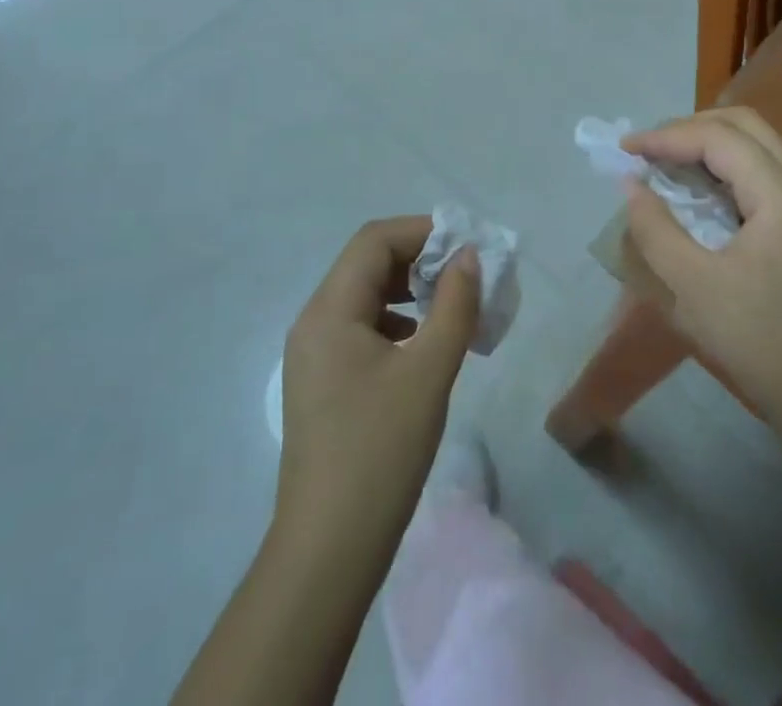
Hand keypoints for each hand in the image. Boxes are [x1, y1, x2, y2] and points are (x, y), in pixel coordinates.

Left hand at [276, 216, 480, 546]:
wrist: (327, 551)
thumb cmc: (380, 452)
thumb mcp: (429, 372)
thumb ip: (453, 306)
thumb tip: (468, 257)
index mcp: (329, 310)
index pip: (374, 240)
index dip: (423, 232)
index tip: (467, 247)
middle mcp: (313, 321)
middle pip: (367, 263)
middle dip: (419, 259)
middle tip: (465, 275)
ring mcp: (313, 354)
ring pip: (364, 296)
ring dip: (408, 290)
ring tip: (451, 306)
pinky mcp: (321, 382)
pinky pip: (360, 328)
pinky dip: (395, 321)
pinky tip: (423, 345)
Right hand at [622, 108, 781, 430]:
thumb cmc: (762, 344)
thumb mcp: (694, 288)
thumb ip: (656, 230)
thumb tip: (632, 186)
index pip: (720, 138)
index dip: (667, 137)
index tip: (625, 151)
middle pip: (746, 127)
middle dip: (691, 128)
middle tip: (648, 149)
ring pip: (759, 148)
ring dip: (709, 146)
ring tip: (666, 164)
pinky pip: (764, 177)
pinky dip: (726, 171)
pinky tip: (699, 194)